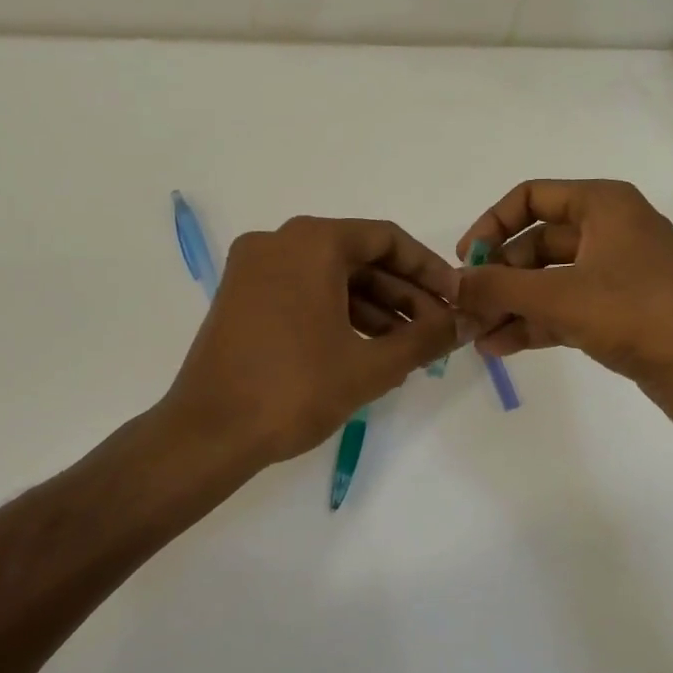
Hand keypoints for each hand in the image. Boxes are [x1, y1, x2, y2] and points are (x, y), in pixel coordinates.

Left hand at [161, 217, 459, 467]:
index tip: (455, 300)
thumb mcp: (371, 365)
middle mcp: (278, 242)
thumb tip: (464, 323)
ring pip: (330, 277)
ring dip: (374, 308)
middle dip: (403, 294)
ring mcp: (254, 269)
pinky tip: (367, 349)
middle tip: (437, 330)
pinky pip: (302, 291)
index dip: (428, 270)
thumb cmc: (294, 390)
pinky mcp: (241, 297)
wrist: (208, 433)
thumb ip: (426, 339)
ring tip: (408, 348)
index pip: (386, 239)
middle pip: (358, 257)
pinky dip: (337, 313)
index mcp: (311, 242)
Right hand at [454, 179, 672, 429]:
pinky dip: (535, 324)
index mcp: (603, 205)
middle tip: (466, 310)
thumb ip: (500, 288)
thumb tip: (453, 284)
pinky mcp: (622, 314)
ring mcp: (618, 275)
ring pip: (550, 281)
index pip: (531, 197)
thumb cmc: (641, 313)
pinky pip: (567, 309)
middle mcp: (610, 232)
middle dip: (499, 277)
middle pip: (537, 244)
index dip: (492, 224)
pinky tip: (501, 348)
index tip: (466, 261)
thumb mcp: (561, 296)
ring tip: (475, 336)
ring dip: (512, 306)